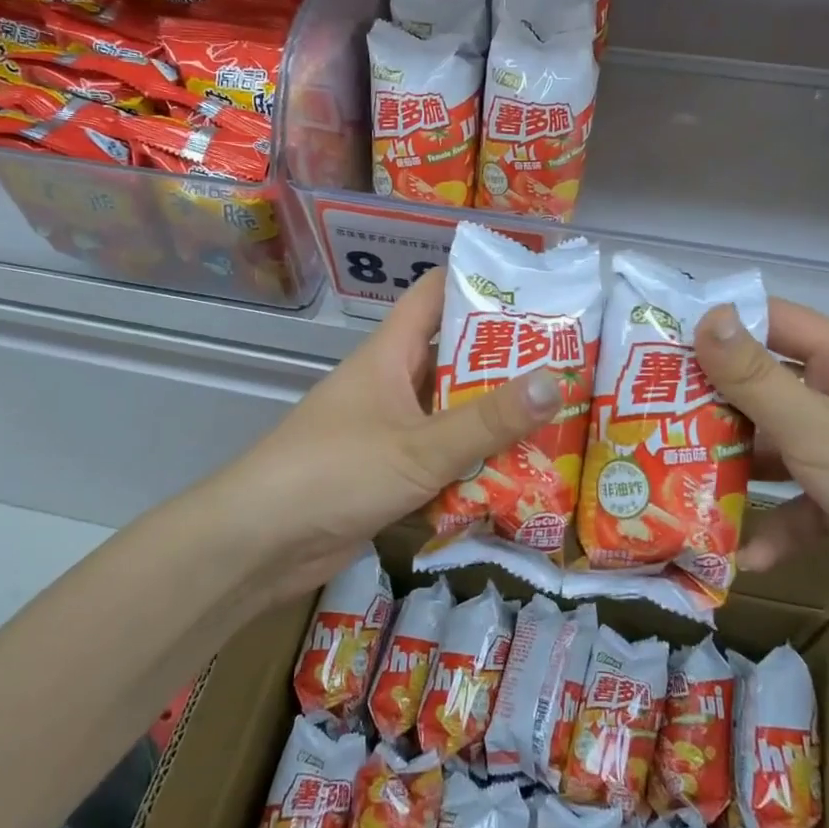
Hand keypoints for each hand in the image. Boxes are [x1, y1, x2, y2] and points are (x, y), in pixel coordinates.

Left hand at [202, 270, 561, 603]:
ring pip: (451, 413)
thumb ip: (487, 421)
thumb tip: (557, 382)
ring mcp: (389, 430)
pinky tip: (520, 475)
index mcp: (389, 354)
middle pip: (453, 358)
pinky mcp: (389, 474)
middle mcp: (390, 384)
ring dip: (495, 419)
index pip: (435, 294)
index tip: (537, 290)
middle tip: (568, 363)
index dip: (480, 283)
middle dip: (505, 361)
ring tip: (560, 418)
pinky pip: (442, 458)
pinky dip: (475, 464)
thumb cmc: (335, 472)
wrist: (260, 544)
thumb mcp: (419, 447)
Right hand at [695, 298, 828, 651]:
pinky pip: (795, 504)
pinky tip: (745, 554)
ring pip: (774, 449)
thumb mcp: (816, 430)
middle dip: (715, 404)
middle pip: (766, 388)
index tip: (666, 338)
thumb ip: (755, 378)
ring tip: (679, 478)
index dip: (725, 323)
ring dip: (735, 469)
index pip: (777, 322)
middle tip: (656, 413)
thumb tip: (706, 316)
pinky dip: (772, 527)